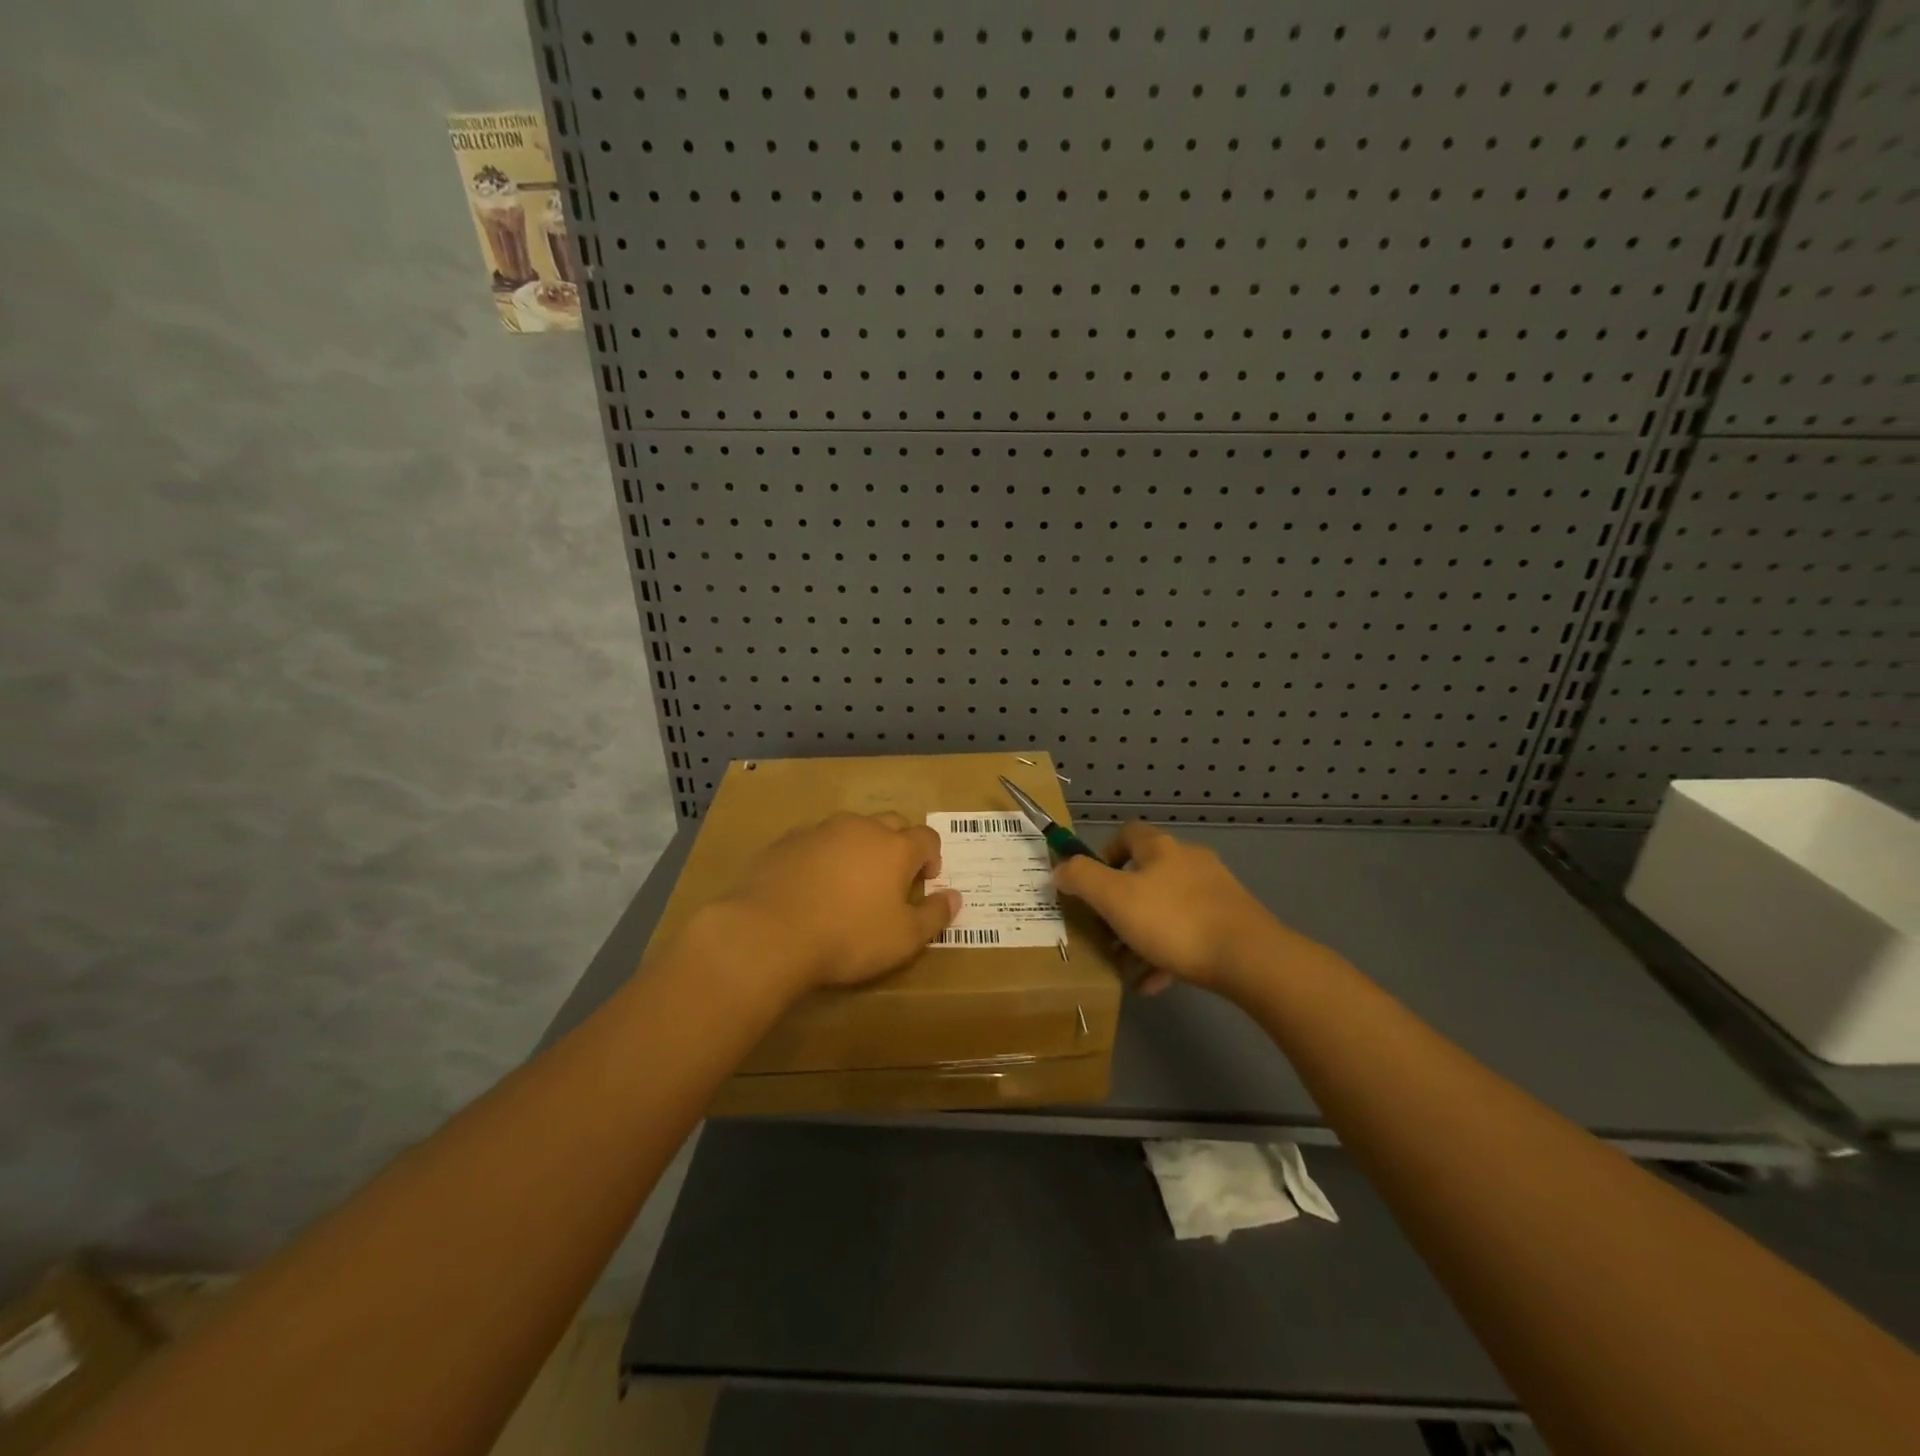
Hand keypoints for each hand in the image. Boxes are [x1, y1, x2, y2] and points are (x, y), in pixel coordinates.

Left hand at [716, 812, 961, 992]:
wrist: (770, 932)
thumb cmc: (848, 937)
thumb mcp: (904, 939)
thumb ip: (935, 915)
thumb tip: (955, 896)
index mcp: (896, 847)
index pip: (927, 837)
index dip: (932, 857)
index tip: (926, 881)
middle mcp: (861, 828)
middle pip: (891, 823)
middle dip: (899, 843)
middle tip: (893, 877)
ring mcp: (821, 830)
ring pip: (851, 827)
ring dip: (860, 846)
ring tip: (851, 879)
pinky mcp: (788, 840)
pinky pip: (816, 839)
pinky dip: (824, 854)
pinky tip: (813, 882)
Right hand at [1053, 822, 1297, 997]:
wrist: (1249, 958)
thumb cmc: (1173, 921)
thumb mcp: (1114, 898)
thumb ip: (1082, 879)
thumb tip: (1060, 869)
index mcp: (1160, 848)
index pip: (1126, 834)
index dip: (1103, 854)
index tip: (1090, 885)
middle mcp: (1188, 861)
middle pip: (1145, 875)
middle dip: (1120, 905)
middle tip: (1103, 933)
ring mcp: (1213, 892)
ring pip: (1165, 909)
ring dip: (1141, 934)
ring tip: (1124, 966)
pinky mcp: (1230, 922)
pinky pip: (1188, 934)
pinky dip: (1166, 954)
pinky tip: (1152, 983)